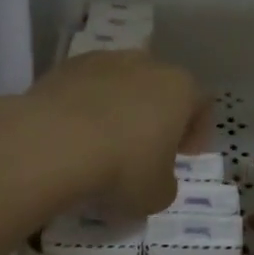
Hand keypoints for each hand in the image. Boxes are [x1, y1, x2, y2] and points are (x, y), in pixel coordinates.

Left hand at [21, 51, 205, 216]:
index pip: (200, 103)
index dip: (196, 131)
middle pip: (160, 87)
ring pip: (121, 83)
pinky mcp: (65, 66)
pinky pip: (86, 87)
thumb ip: (166, 183)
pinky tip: (75, 134)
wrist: (53, 142)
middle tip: (147, 147)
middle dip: (157, 114)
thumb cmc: (122, 167)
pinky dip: (85, 106)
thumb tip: (156, 178)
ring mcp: (103, 60)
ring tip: (105, 141)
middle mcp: (146, 63)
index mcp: (179, 88)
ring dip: (119, 107)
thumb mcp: (157, 194)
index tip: (186, 154)